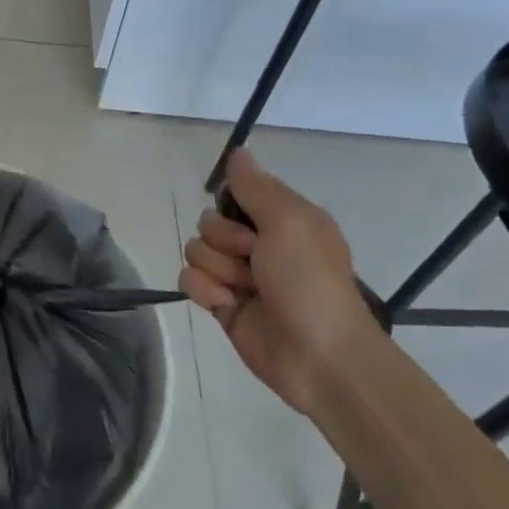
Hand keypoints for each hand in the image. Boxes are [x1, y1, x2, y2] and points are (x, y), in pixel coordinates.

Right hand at [179, 149, 381, 414]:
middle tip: (256, 261)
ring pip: (195, 252)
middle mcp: (258, 244)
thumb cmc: (309, 282)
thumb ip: (256, 187)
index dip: (233, 207)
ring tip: (247, 290)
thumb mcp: (290, 221)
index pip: (234, 194)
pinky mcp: (221, 304)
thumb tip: (238, 152)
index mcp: (282, 220)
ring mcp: (238, 275)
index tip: (250, 221)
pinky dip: (206, 292)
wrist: (318, 356)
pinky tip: (227, 305)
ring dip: (218, 270)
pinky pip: (189, 281)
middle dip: (225, 242)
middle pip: (208, 223)